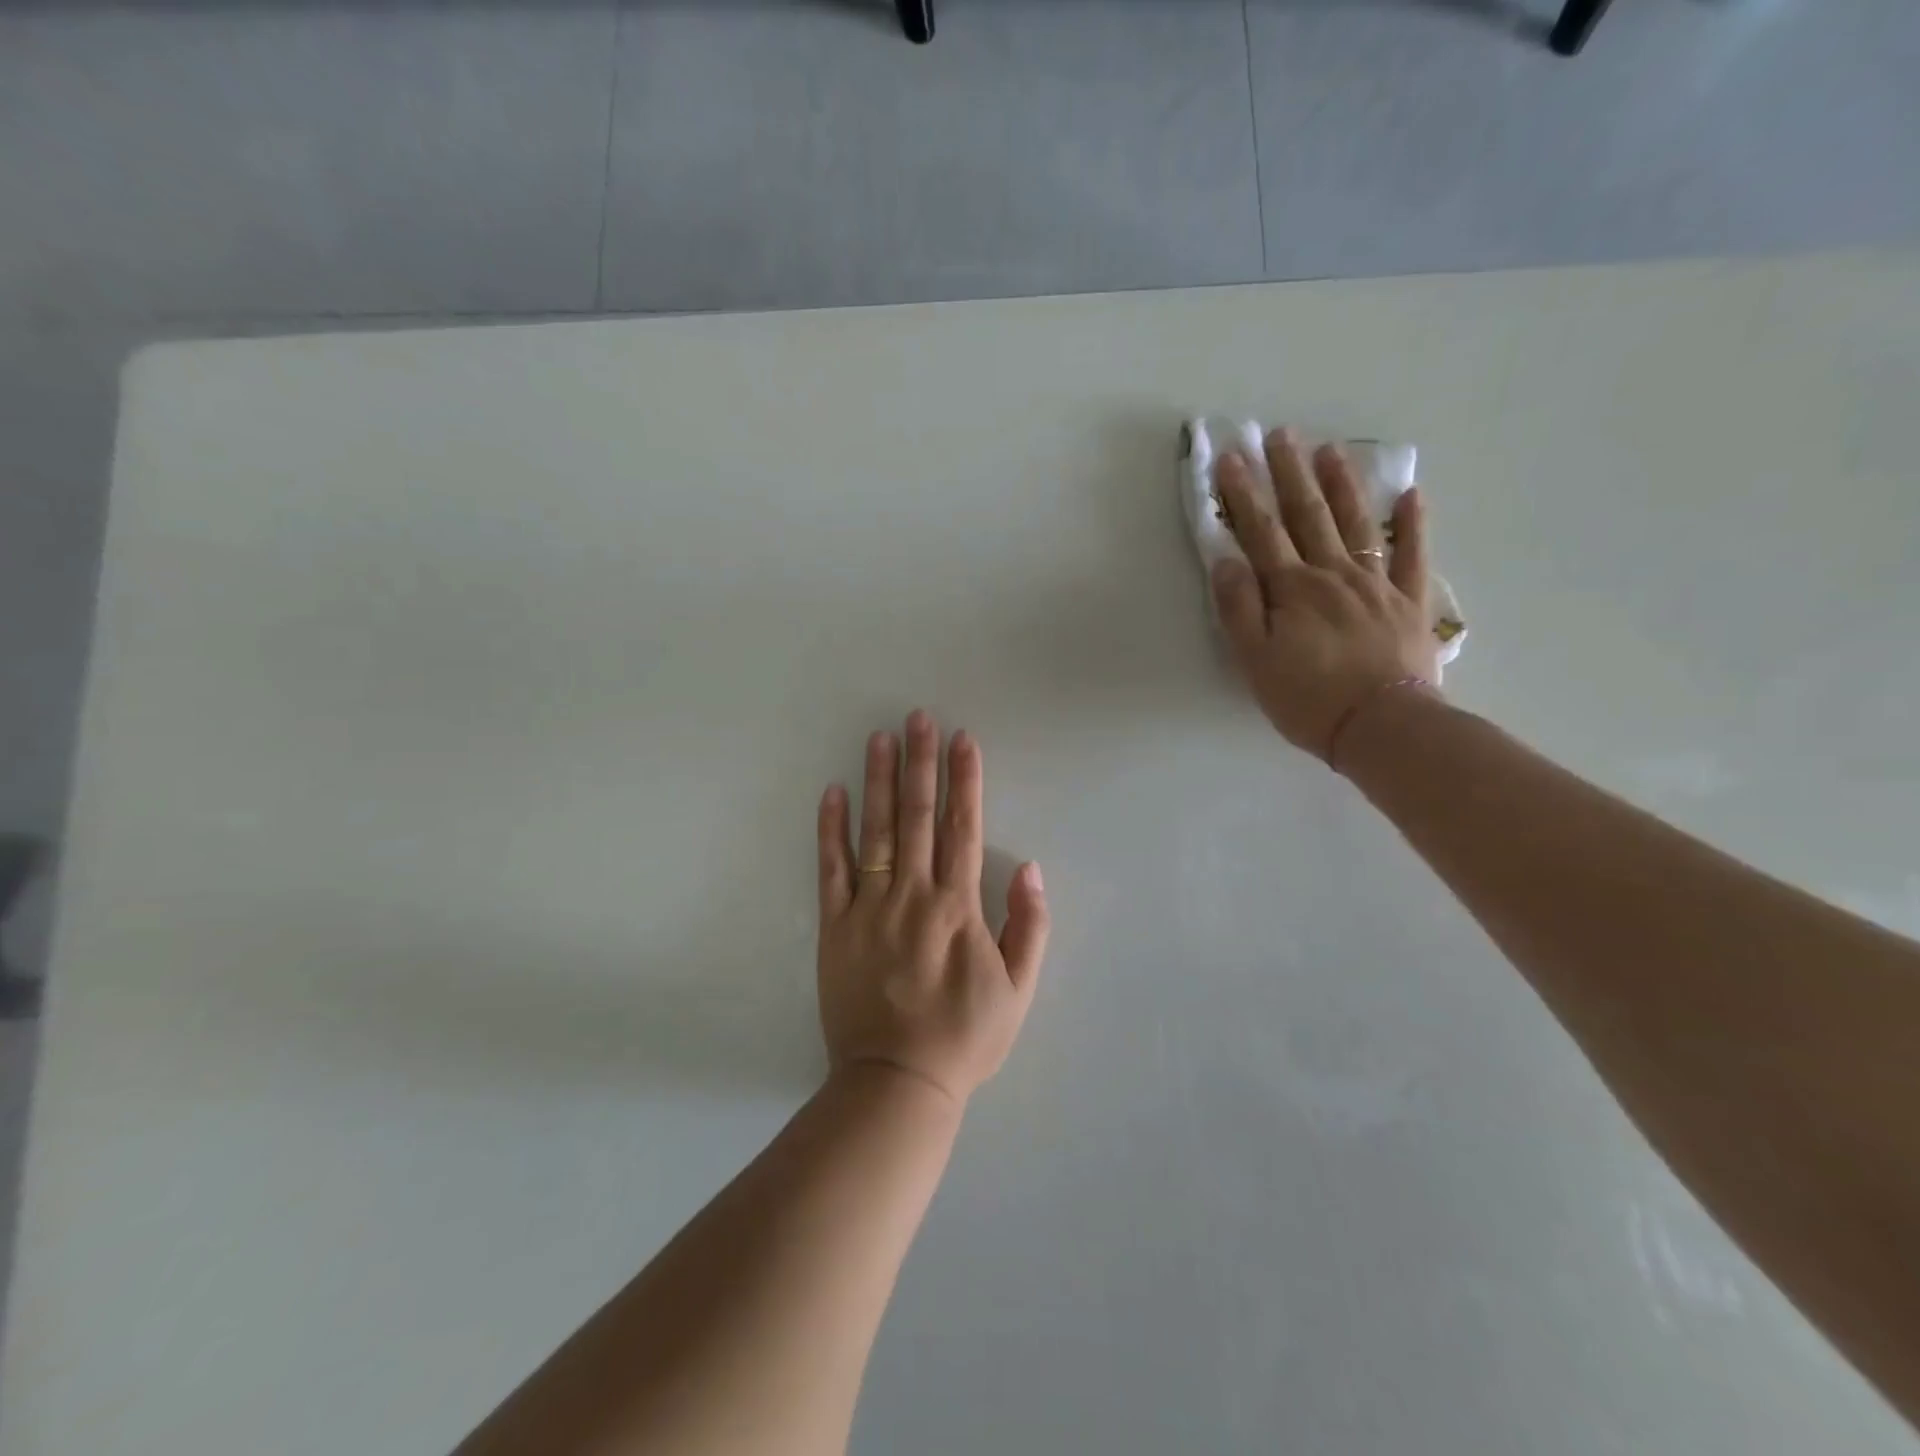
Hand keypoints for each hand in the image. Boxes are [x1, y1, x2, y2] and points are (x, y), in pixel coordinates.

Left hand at [815, 711, 1049, 1104]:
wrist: (897, 1081)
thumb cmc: (964, 1037)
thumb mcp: (1019, 990)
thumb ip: (1029, 926)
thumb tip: (1029, 867)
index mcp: (958, 907)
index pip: (963, 827)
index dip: (965, 780)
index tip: (963, 740)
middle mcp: (913, 895)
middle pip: (917, 816)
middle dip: (921, 762)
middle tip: (919, 717)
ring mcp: (869, 908)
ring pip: (875, 831)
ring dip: (879, 780)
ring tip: (880, 737)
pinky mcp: (834, 927)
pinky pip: (831, 870)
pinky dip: (831, 829)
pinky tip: (833, 792)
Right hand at [1211, 430, 1440, 760]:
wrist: (1383, 727)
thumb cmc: (1308, 699)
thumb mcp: (1255, 661)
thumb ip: (1239, 609)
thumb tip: (1226, 561)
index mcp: (1292, 589)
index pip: (1262, 532)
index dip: (1244, 495)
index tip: (1231, 457)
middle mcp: (1333, 574)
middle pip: (1309, 515)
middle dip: (1289, 473)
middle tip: (1279, 434)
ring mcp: (1376, 584)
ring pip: (1357, 523)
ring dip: (1342, 484)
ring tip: (1330, 449)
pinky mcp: (1410, 602)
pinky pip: (1413, 554)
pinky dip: (1413, 523)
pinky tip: (1412, 494)